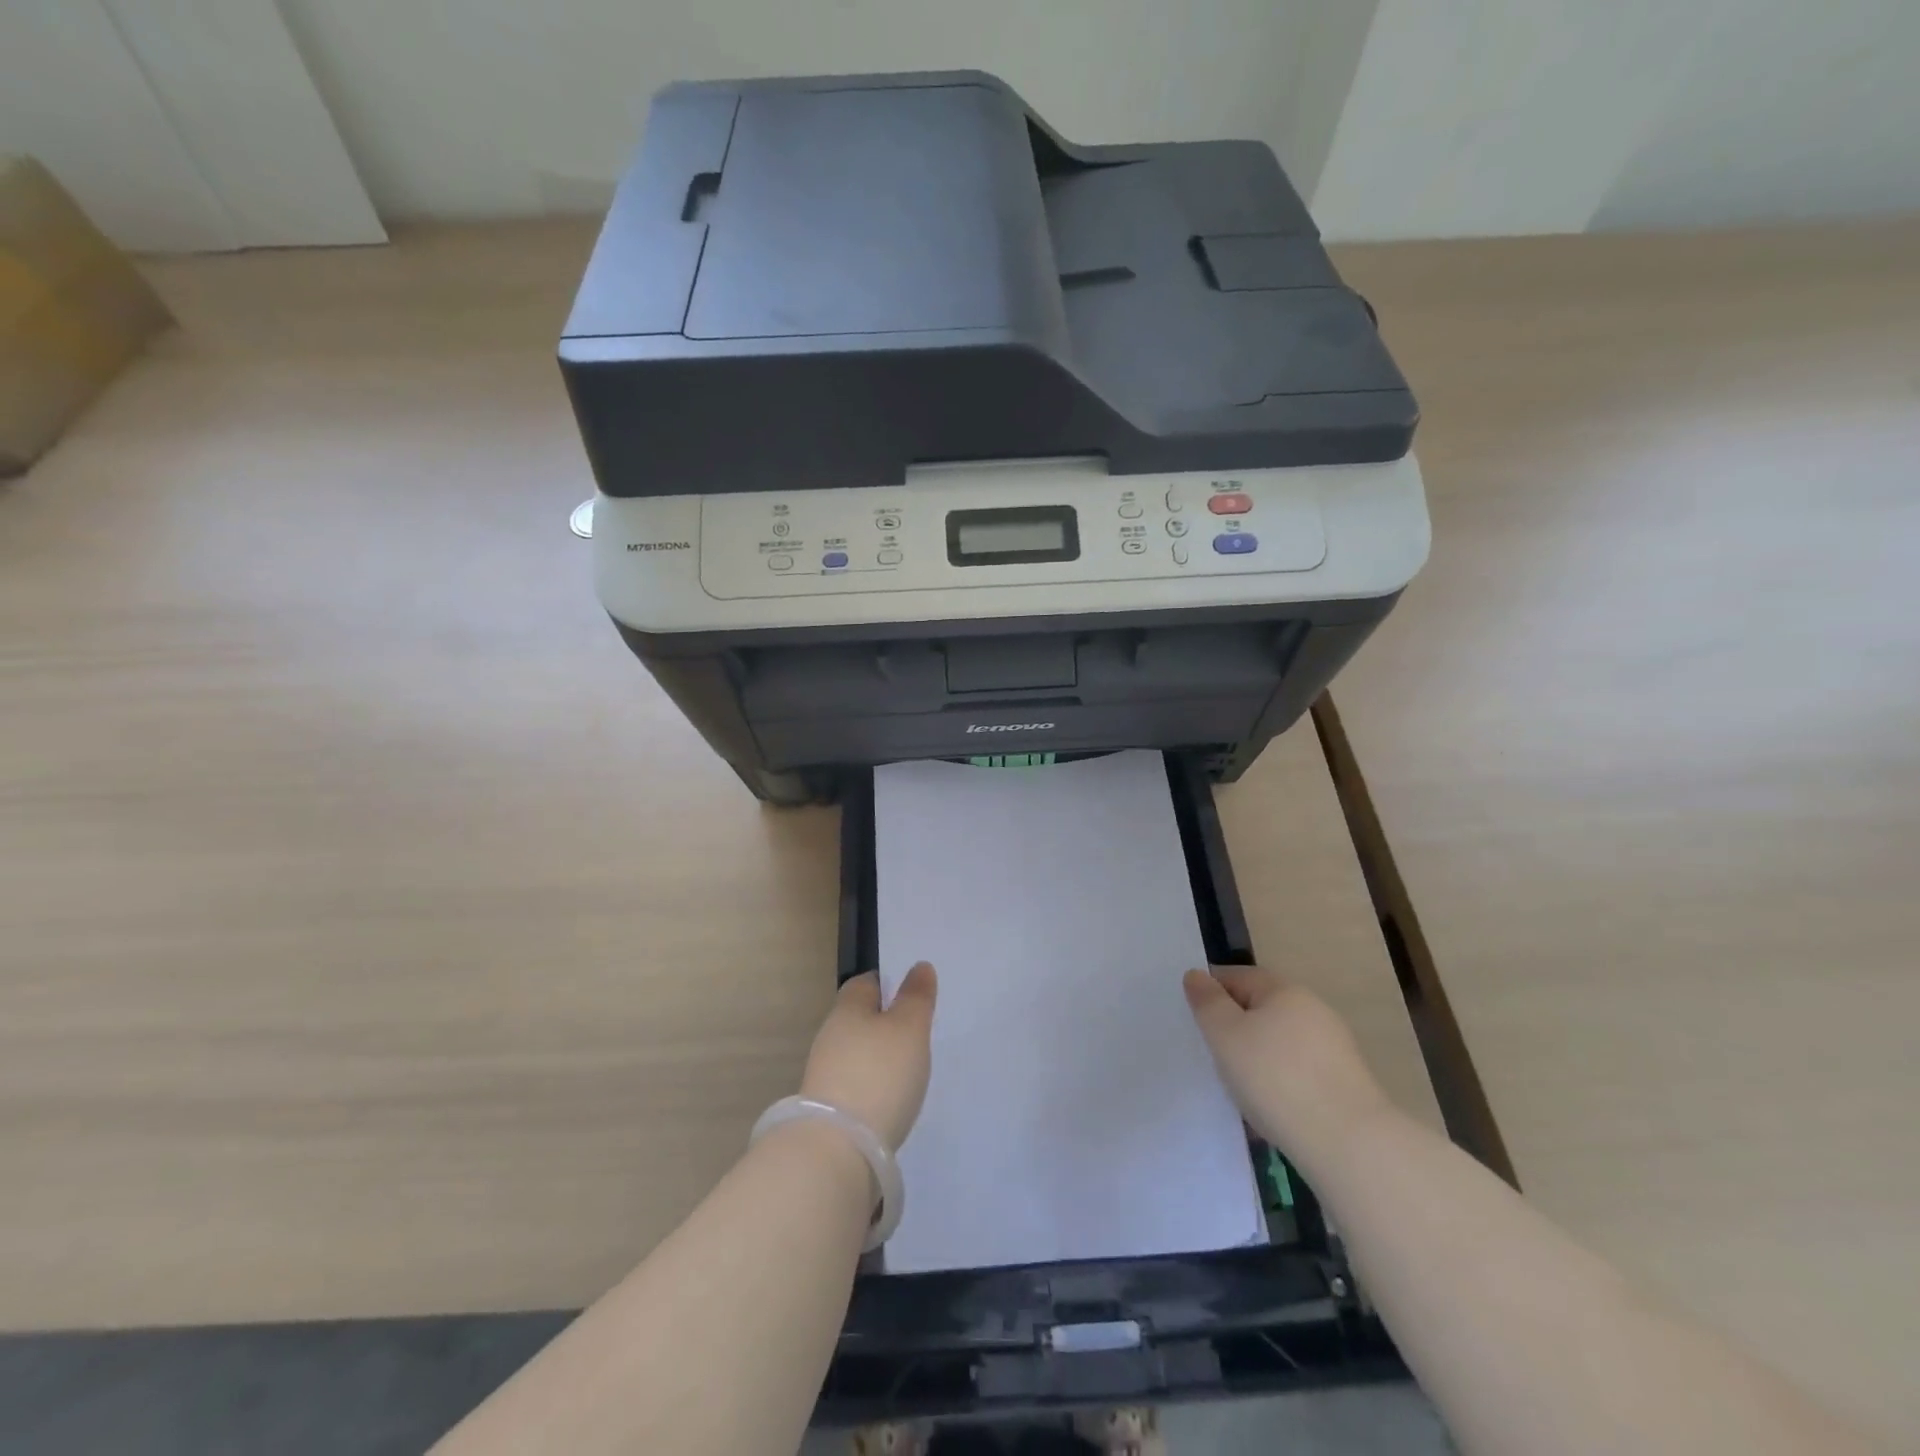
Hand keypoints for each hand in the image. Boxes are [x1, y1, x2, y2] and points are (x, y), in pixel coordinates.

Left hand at [800, 963, 937, 1150]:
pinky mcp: (827, 1109)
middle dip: (884, 1022)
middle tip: (917, 1031)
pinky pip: (855, 1084)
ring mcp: (825, 1074)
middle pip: (859, 1018)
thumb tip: (919, 966)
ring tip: (909, 1068)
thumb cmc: (879, 1074)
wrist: (837, 1150)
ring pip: (857, 1053)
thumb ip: (916, 997)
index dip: (888, 983)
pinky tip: (891, 1099)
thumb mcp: (909, 1028)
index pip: (865, 983)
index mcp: (847, 1009)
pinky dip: (872, 1086)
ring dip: (878, 1057)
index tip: (911, 993)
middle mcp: (830, 1036)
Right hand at [1183, 965, 1390, 1164]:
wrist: (1349, 1144)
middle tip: (1212, 1055)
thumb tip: (1196, 975)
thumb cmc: (1275, 1078)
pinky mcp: (1345, 1084)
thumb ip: (1207, 1002)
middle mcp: (1314, 1010)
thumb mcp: (1225, 1035)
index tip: (1193, 1020)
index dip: (1211, 993)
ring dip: (1257, 1057)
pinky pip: (1298, 1072)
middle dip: (1235, 1027)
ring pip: (1280, 1042)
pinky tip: (1270, 1107)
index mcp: (1285, 991)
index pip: (1238, 976)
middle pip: (1261, 1009)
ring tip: (1238, 1087)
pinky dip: (1279, 1082)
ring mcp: (1334, 1048)